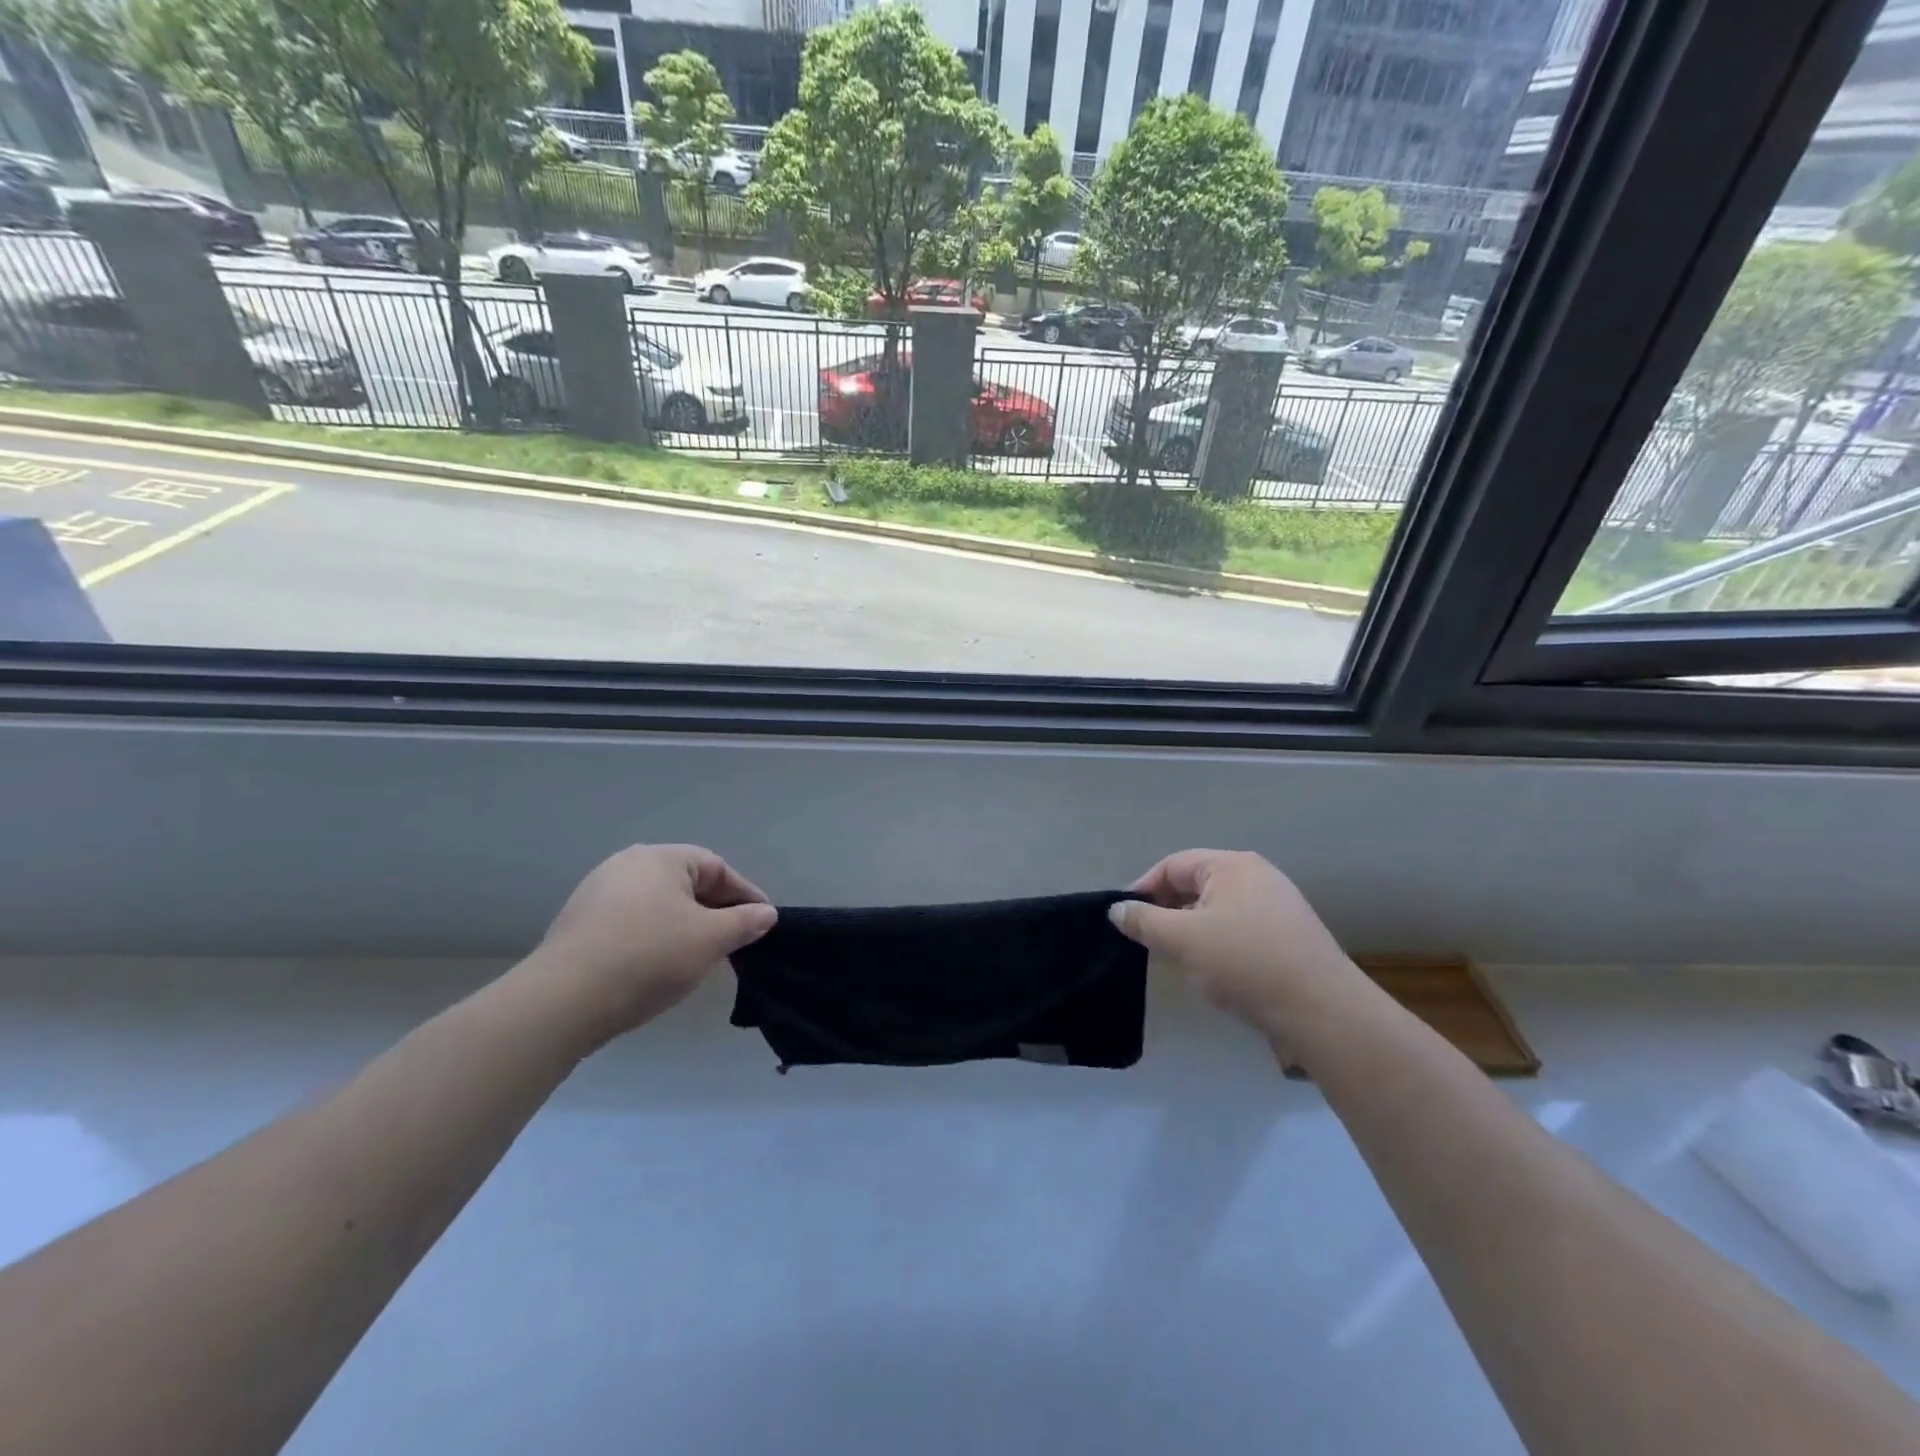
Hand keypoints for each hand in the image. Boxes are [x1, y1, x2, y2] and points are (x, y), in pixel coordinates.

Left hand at [521, 844, 776, 1047]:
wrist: (563, 1001)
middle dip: (716, 910)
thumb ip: (744, 923)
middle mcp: (627, 865)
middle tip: (736, 940)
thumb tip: (766, 913)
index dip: (745, 895)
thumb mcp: (710, 940)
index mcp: (660, 858)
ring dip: (686, 925)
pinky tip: (660, 964)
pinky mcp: (579, 924)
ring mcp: (597, 893)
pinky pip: (632, 921)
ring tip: (701, 956)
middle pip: (686, 883)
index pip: (717, 867)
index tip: (763, 922)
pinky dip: (655, 936)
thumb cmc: (649, 957)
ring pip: (659, 904)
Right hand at [1109, 850, 1365, 1037]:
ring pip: (1217, 910)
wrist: (1324, 1012)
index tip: (1124, 920)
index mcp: (1231, 865)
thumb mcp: (1182, 940)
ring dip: (1191, 931)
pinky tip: (1215, 974)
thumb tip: (1117, 909)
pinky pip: (1240, 930)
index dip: (1142, 889)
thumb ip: (1144, 921)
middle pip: (1195, 885)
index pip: (1172, 865)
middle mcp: (1257, 876)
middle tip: (1148, 942)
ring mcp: (1278, 906)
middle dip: (1167, 912)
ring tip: (1178, 960)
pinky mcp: (1290, 936)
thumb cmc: (1245, 964)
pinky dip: (1218, 944)